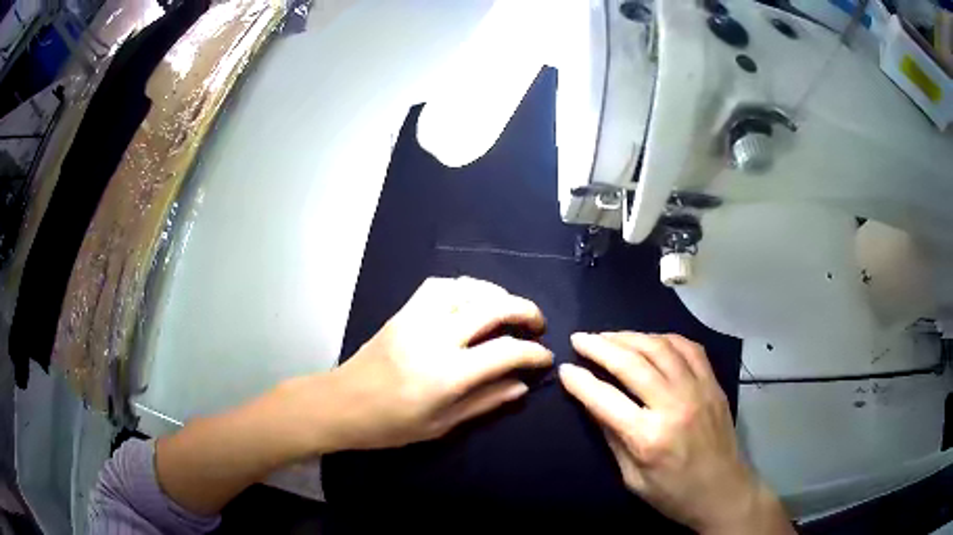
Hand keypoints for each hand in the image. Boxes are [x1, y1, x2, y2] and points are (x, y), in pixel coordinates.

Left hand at [319, 276, 552, 450]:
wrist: (342, 403)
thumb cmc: (391, 424)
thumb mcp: (442, 425)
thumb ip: (485, 401)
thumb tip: (522, 385)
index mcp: (447, 374)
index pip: (506, 352)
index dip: (534, 353)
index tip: (545, 357)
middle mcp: (436, 337)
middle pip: (493, 307)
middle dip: (525, 311)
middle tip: (537, 325)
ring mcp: (417, 318)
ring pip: (467, 288)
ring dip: (496, 294)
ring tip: (508, 310)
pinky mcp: (403, 311)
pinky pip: (439, 286)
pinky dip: (464, 288)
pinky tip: (472, 302)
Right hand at [559, 332, 792, 534]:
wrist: (723, 491)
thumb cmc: (672, 493)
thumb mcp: (632, 478)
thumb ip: (612, 436)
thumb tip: (591, 401)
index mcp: (649, 437)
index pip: (605, 399)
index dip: (580, 381)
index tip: (564, 369)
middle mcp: (674, 405)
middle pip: (632, 363)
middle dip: (600, 347)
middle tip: (579, 339)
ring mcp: (698, 389)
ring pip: (660, 347)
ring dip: (629, 337)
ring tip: (608, 336)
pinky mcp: (713, 383)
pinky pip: (688, 347)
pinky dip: (664, 338)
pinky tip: (649, 340)